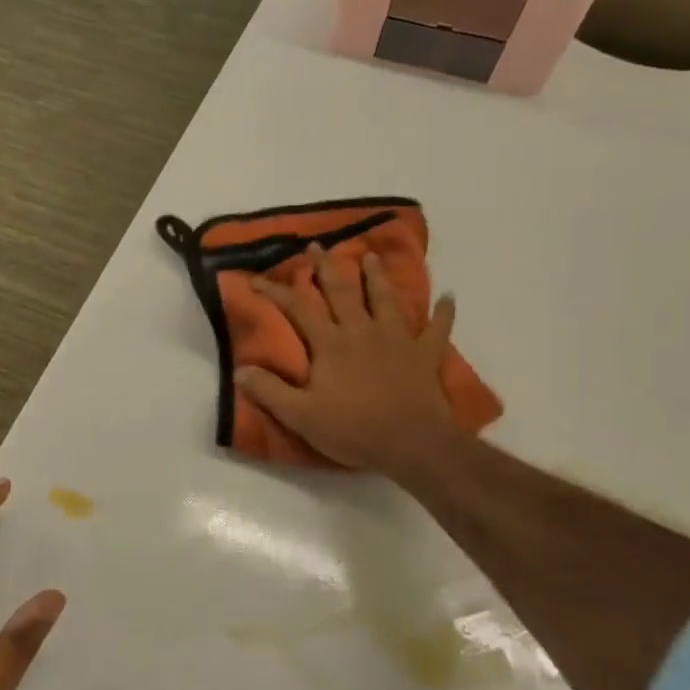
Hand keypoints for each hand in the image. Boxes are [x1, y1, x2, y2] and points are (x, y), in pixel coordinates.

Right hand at [235, 244, 458, 481]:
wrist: (412, 444)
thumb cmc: (353, 430)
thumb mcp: (301, 416)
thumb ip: (270, 391)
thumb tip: (239, 370)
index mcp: (331, 344)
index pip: (298, 308)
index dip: (276, 290)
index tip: (256, 278)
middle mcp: (362, 331)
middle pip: (343, 291)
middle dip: (327, 266)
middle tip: (318, 245)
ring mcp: (398, 339)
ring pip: (387, 298)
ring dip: (378, 276)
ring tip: (371, 255)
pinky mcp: (425, 354)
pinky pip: (437, 329)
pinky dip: (444, 312)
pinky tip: (449, 297)